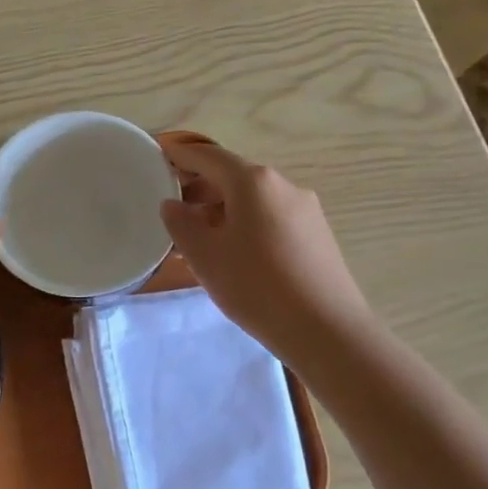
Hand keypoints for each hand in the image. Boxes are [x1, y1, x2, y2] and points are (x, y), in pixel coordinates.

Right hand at [160, 142, 373, 361]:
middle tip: (173, 210)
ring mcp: (305, 209)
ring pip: (253, 199)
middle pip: (232, 176)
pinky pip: (271, 217)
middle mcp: (282, 185)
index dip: (180, 156)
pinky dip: (246, 224)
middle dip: (200, 188)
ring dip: (222, 210)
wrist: (328, 332)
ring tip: (200, 239)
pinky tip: (235, 254)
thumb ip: (181, 224)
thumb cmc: (257, 287)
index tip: (158, 161)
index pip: (207, 156)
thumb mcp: (205, 256)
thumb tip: (172, 204)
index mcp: (253, 181)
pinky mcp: (317, 234)